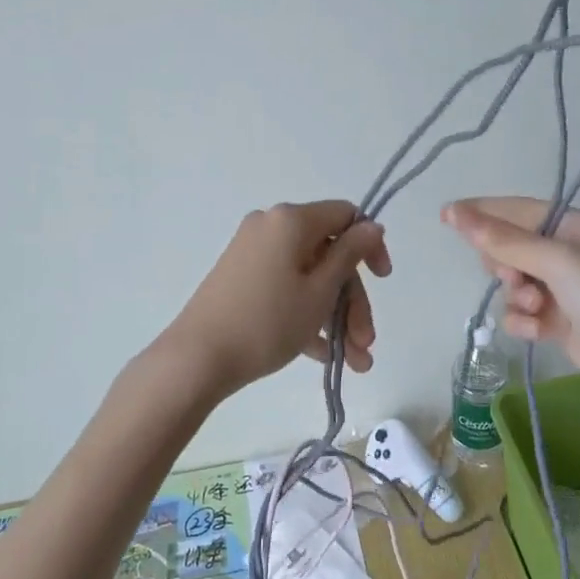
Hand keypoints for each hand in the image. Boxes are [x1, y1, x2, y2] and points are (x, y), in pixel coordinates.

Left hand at [165, 200, 390, 398]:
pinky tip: (323, 356)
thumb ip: (350, 255)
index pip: (345, 216)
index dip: (370, 246)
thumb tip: (372, 226)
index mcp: (291, 220)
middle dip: (353, 301)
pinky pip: (285, 288)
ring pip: (309, 277)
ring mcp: (253, 254)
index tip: (383, 280)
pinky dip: (306, 315)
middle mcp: (271, 227)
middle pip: (328, 255)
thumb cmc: (267, 321)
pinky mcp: (241, 279)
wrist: (196, 359)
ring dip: (335, 316)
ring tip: (354, 363)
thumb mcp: (319, 291)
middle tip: (366, 343)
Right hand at [442, 196, 579, 429]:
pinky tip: (536, 331)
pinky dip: (524, 320)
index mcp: (574, 226)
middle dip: (504, 263)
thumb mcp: (557, 262)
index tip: (445, 216)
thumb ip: (504, 240)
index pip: (517, 210)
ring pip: (514, 283)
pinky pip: (524, 313)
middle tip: (512, 277)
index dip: (482, 212)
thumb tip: (455, 212)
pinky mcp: (562, 324)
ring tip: (535, 308)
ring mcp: (566, 291)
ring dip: (516, 295)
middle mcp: (569, 253)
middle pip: (512, 247)